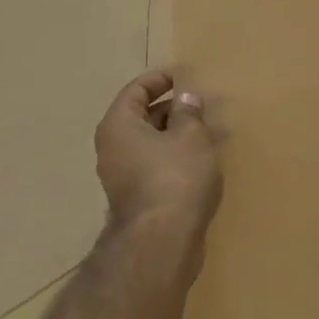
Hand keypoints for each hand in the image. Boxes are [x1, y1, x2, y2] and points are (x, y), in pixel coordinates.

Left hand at [93, 71, 222, 249]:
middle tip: (201, 104)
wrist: (162, 242)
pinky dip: (175, 157)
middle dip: (172, 108)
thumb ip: (189, 112)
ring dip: (175, 134)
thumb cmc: (175, 177)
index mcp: (118, 125)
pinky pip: (155, 165)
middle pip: (141, 116)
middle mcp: (112, 148)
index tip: (185, 76)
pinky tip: (200, 160)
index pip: (136, 90)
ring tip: (207, 130)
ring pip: (150, 143)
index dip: (160, 79)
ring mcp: (121, 176)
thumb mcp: (191, 136)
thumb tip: (186, 99)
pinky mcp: (136, 198)